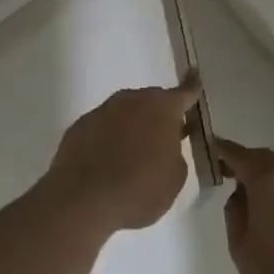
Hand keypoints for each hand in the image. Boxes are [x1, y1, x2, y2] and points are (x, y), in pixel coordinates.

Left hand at [44, 75, 200, 232]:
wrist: (85, 200)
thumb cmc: (141, 189)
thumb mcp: (175, 177)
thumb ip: (174, 154)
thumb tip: (163, 147)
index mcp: (163, 108)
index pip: (184, 92)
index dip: (191, 86)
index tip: (194, 73)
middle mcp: (133, 100)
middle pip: (151, 102)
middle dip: (158, 116)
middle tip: (161, 139)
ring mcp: (103, 110)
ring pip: (124, 113)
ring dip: (131, 127)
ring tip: (131, 155)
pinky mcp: (79, 126)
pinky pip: (102, 128)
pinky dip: (108, 139)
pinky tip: (106, 163)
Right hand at [219, 138, 273, 273]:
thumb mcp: (242, 248)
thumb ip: (235, 213)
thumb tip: (240, 195)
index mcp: (269, 179)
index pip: (239, 154)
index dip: (223, 150)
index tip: (210, 148)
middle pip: (265, 159)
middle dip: (246, 164)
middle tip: (227, 175)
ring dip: (267, 180)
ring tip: (252, 200)